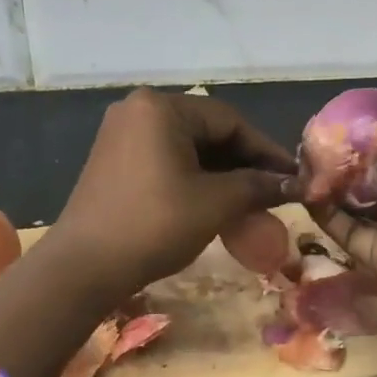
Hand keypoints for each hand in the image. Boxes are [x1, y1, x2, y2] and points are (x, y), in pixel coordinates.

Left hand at [53, 88, 296, 299]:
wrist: (82, 269)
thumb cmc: (154, 225)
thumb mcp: (215, 203)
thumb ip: (258, 186)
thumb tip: (294, 184)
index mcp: (161, 108)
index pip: (230, 121)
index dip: (266, 150)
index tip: (293, 176)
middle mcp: (139, 111)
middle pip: (208, 132)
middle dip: (245, 163)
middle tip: (275, 191)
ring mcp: (123, 135)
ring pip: (189, 148)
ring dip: (222, 174)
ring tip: (252, 202)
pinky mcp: (115, 161)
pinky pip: (167, 161)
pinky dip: (196, 180)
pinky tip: (217, 204)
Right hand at [316, 82, 376, 320]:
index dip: (373, 134)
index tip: (343, 118)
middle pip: (373, 177)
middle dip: (346, 160)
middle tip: (313, 140)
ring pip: (356, 203)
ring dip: (331, 185)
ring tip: (301, 162)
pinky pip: (347, 232)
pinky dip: (326, 214)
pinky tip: (305, 191)